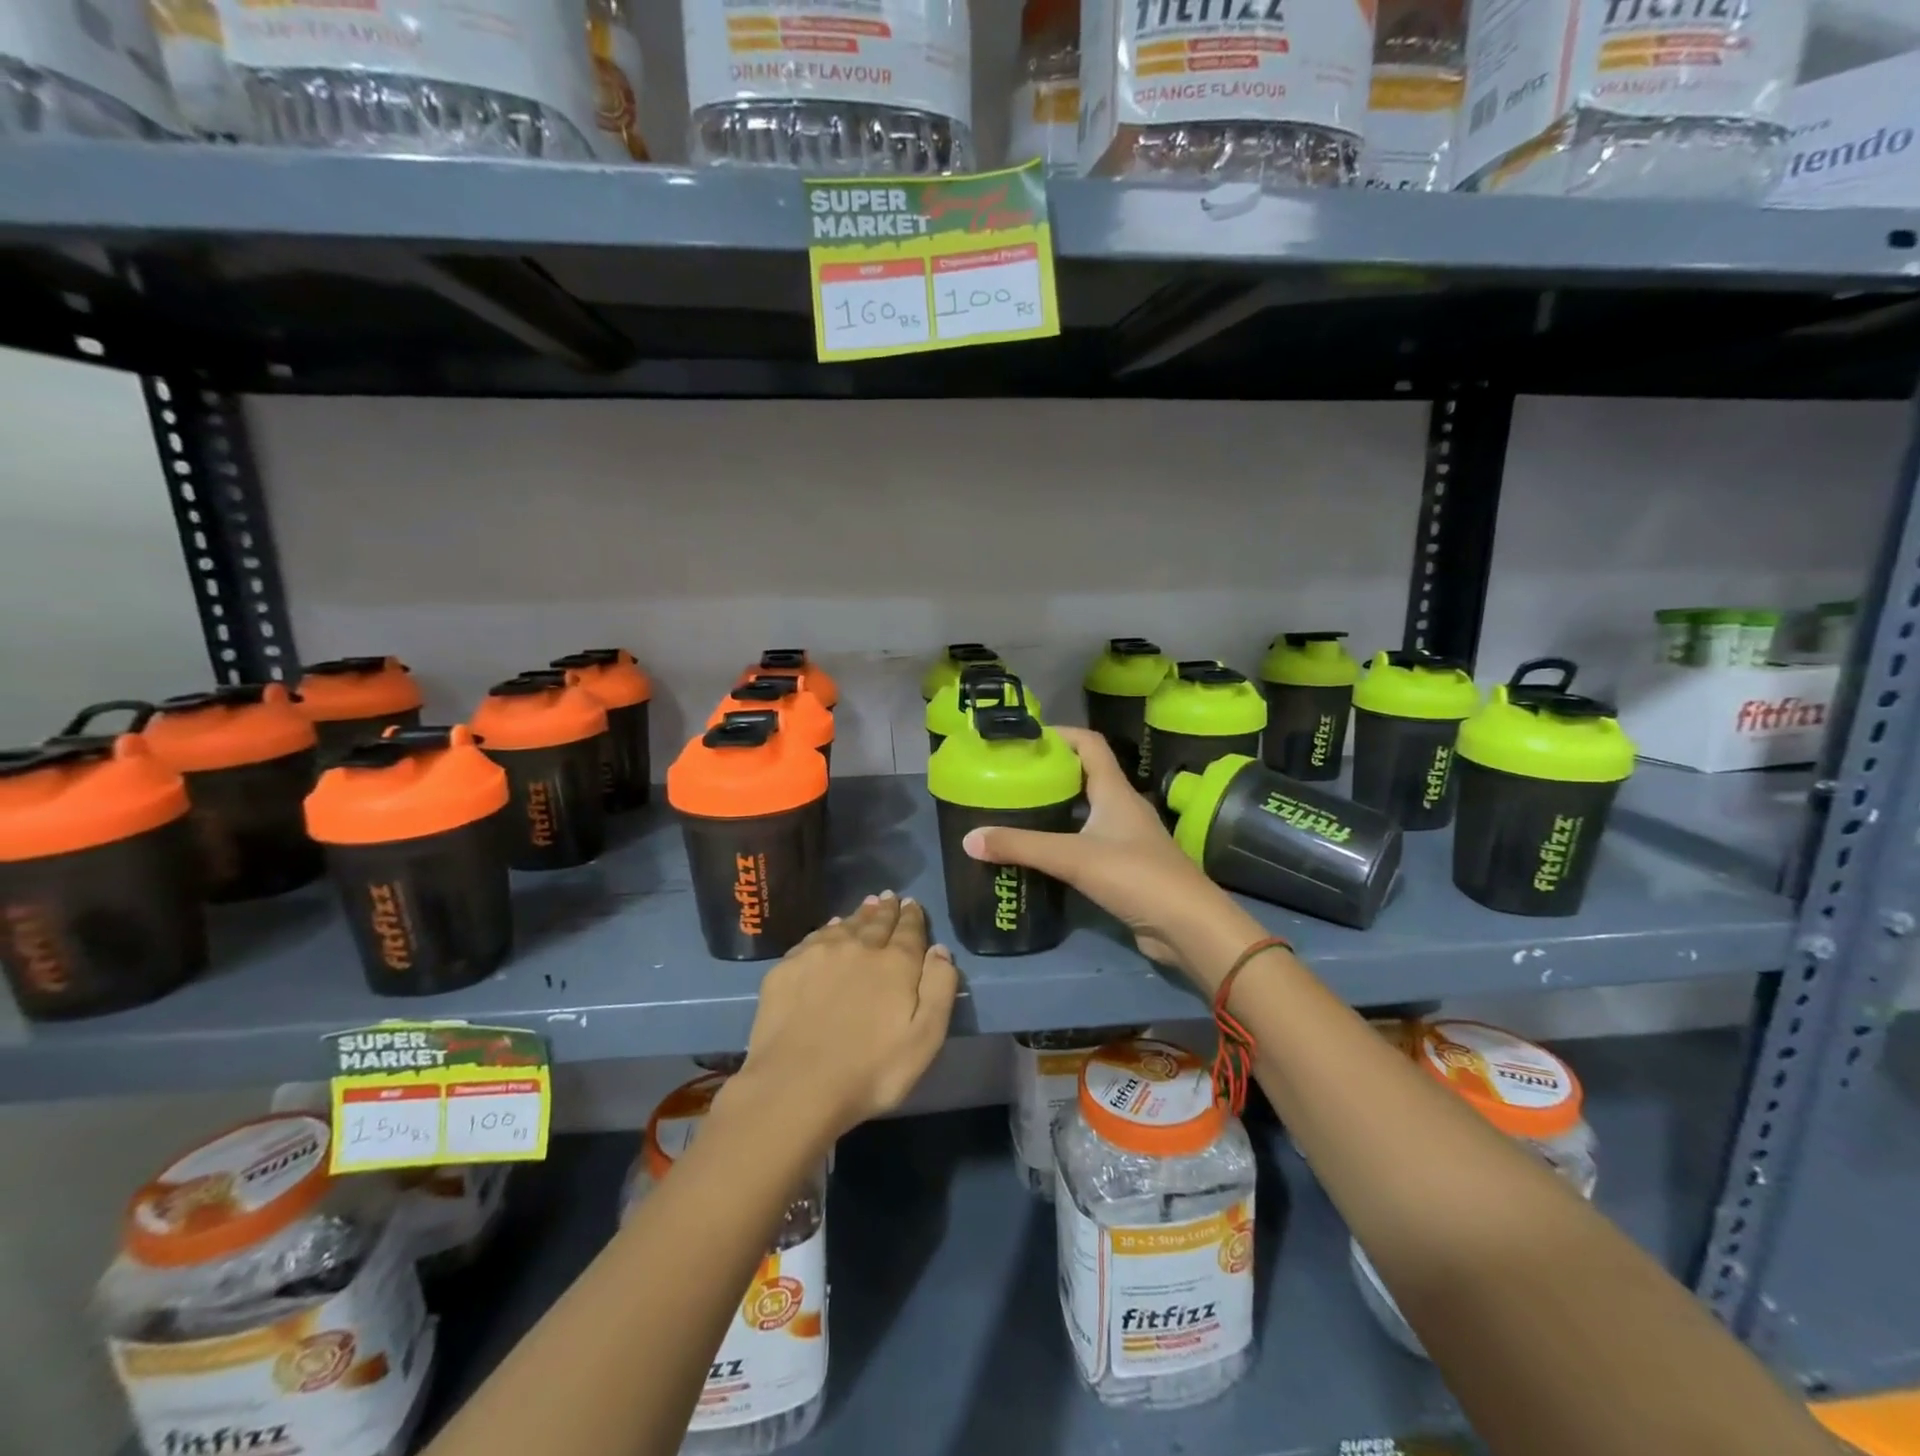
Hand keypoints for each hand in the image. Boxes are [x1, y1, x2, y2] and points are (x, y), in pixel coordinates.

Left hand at [725, 892, 958, 1146]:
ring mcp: (819, 954)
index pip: (909, 931)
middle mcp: (858, 947)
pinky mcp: (787, 968)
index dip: (912, 917)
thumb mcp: (924, 1039)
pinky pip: (814, 938)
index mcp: (895, 964)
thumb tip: (939, 950)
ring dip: (859, 915)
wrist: (795, 1086)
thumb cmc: (870, 1071)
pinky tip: (829, 930)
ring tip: (866, 906)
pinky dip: (827, 929)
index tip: (912, 904)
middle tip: (890, 898)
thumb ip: (939, 989)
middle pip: (876, 923)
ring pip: (845, 925)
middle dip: (886, 910)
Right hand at [961, 726, 1252, 981]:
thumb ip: (1021, 846)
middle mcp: (1122, 807)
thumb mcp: (1072, 857)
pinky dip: (1064, 840)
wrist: (1187, 926)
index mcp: (1115, 791)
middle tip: (1011, 777)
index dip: (1060, 734)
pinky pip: (1089, 842)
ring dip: (1057, 807)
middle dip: (1050, 772)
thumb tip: (969, 839)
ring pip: (1086, 810)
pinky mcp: (1125, 867)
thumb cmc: (1135, 876)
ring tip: (1018, 810)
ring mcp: (1126, 838)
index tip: (1024, 738)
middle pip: (1085, 775)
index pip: (1089, 744)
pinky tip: (1040, 852)